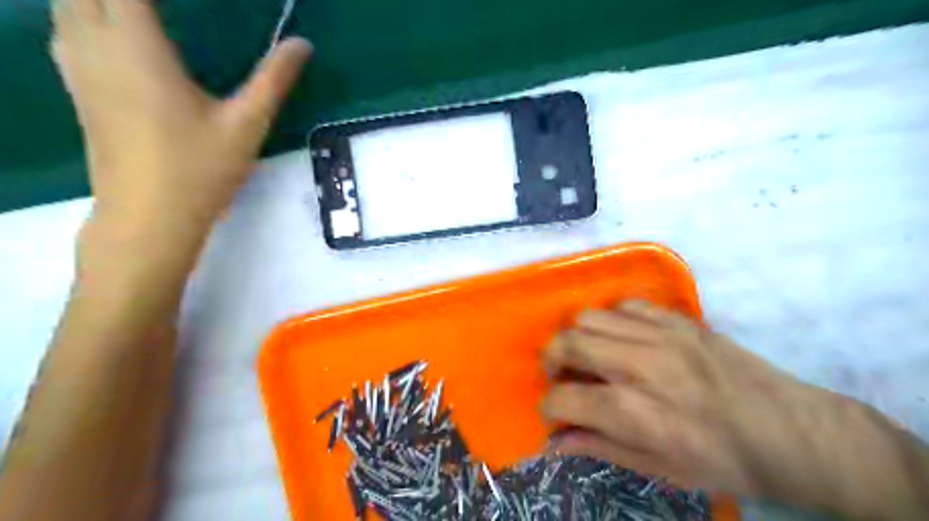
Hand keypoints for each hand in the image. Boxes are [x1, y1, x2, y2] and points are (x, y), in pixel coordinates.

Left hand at [50, 1, 310, 233]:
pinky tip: (116, 30)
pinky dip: (87, 13)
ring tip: (146, 10)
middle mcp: (94, 43)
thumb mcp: (246, 124)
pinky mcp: (77, 87)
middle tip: (175, 8)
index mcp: (137, 45)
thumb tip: (302, 43)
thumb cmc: (200, 169)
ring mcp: (78, 66)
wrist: (149, 215)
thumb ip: (273, 79)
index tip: (194, 1)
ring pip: (67, 2)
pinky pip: (65, 26)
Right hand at [543, 300, 916, 516]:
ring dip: (577, 337)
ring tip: (589, 356)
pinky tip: (621, 338)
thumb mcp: (660, 469)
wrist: (795, 434)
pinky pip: (626, 305)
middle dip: (550, 361)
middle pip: (567, 343)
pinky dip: (612, 320)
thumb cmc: (725, 462)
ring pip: (589, 316)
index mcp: (635, 412)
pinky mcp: (679, 320)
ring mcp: (661, 335)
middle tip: (561, 377)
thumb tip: (555, 443)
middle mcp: (640, 365)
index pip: (563, 398)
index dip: (549, 408)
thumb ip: (599, 447)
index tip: (555, 413)